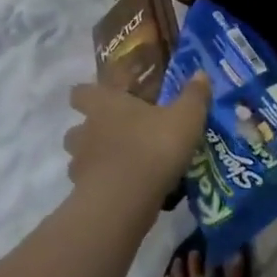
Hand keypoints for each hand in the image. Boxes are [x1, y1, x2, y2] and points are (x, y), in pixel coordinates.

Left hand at [65, 75, 209, 209]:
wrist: (124, 203)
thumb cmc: (152, 148)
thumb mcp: (185, 118)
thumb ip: (193, 96)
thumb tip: (201, 74)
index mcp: (105, 104)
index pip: (82, 92)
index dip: (90, 93)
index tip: (107, 97)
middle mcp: (86, 130)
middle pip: (76, 127)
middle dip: (91, 130)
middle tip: (117, 134)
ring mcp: (80, 165)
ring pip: (80, 157)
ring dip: (95, 159)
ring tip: (121, 165)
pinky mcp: (82, 196)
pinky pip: (89, 186)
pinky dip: (102, 186)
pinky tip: (124, 191)